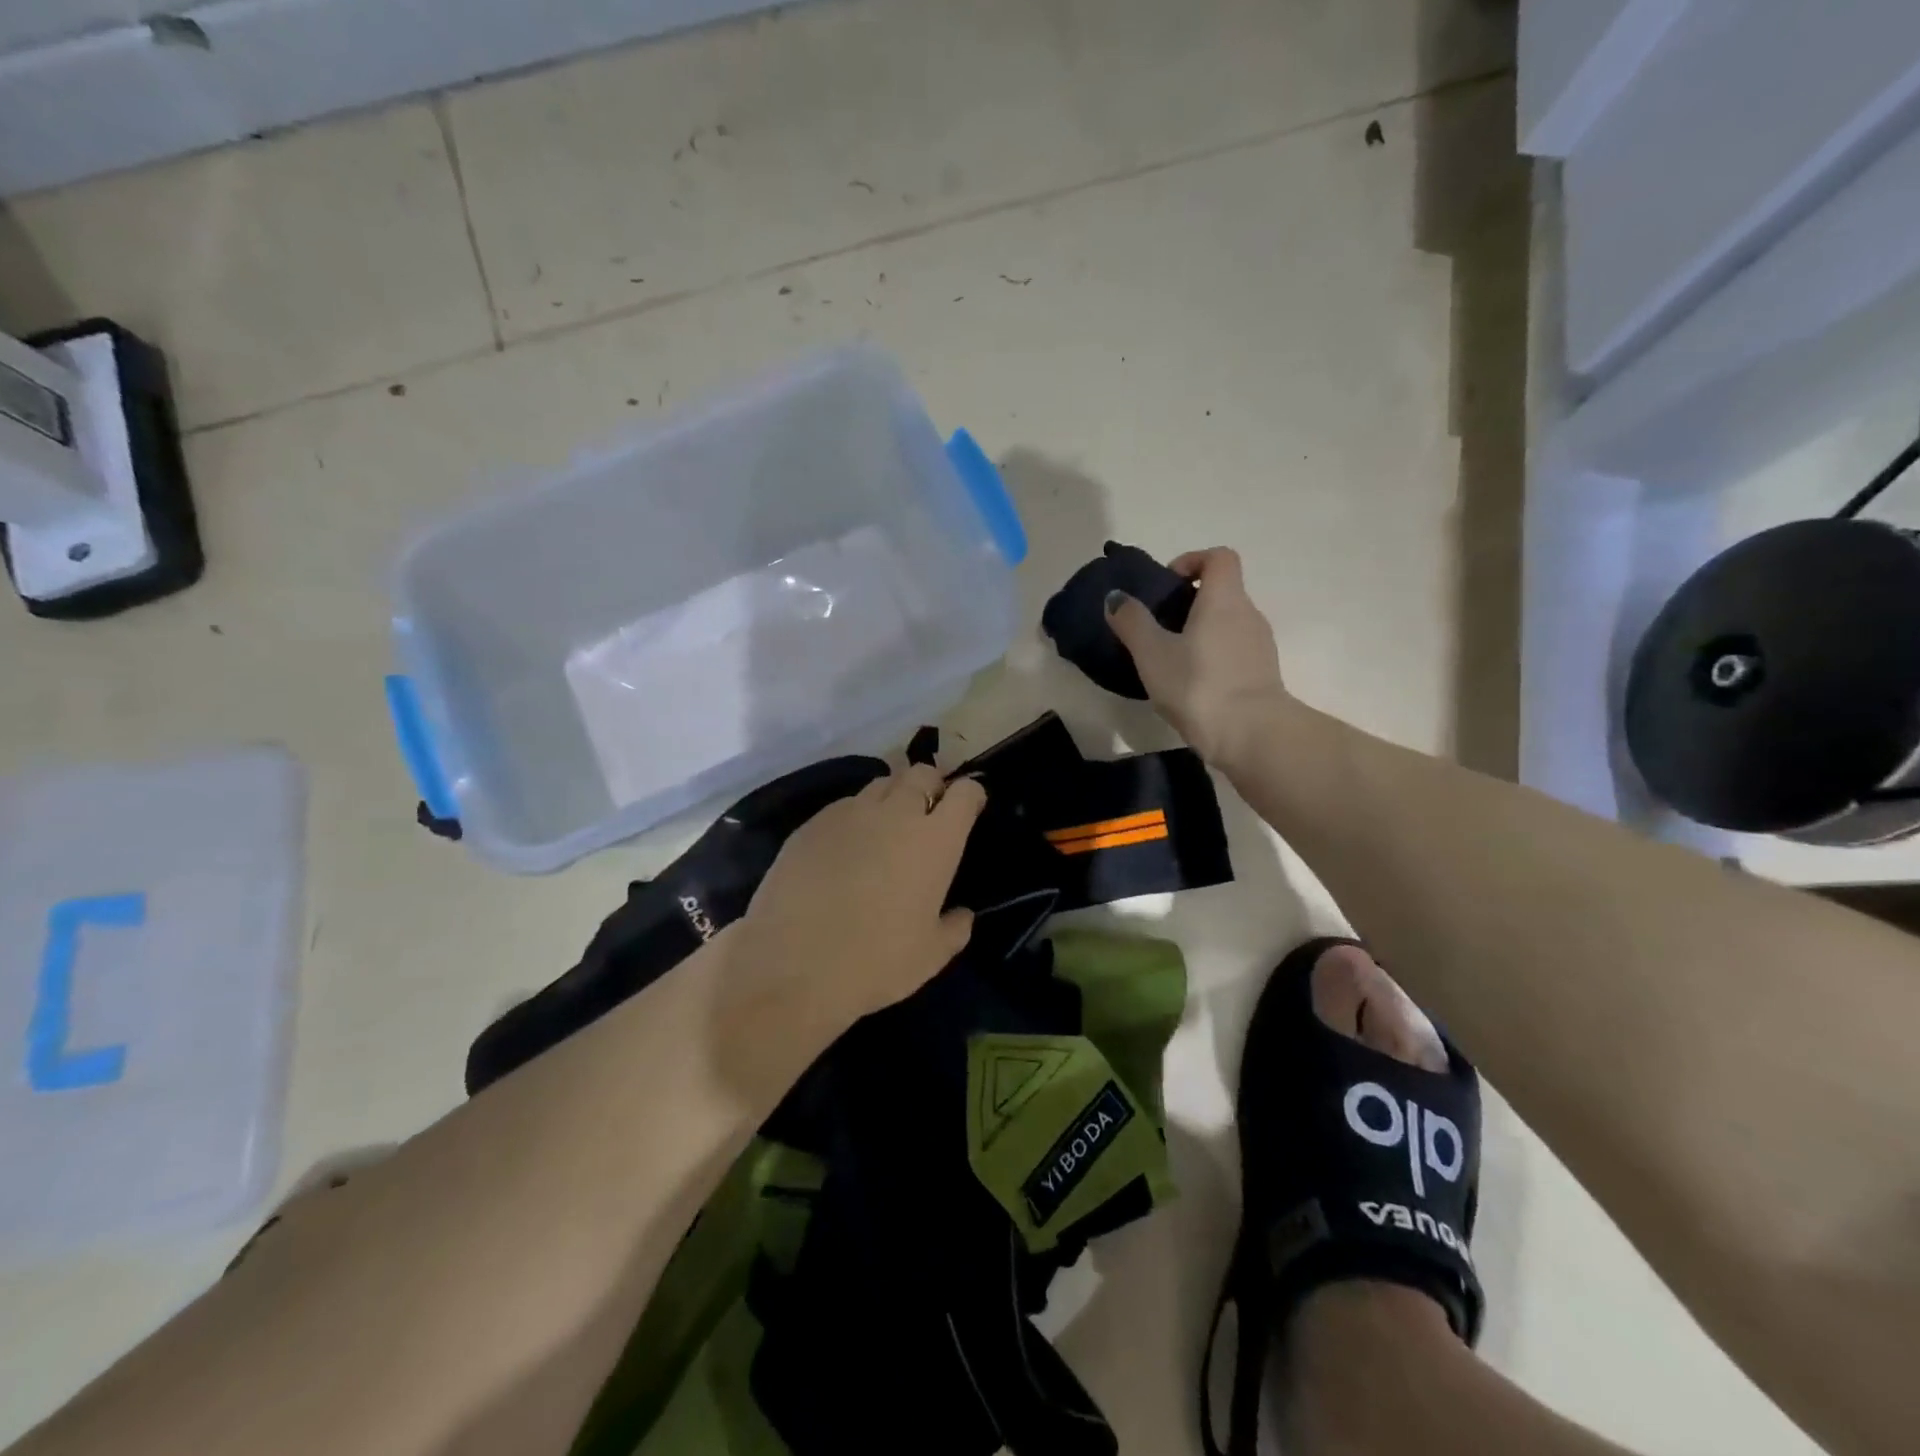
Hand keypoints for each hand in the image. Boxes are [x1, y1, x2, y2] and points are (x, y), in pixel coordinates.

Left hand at [730, 765, 985, 1050]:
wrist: (793, 965)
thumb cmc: (876, 961)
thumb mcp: (931, 956)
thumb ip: (955, 928)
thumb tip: (961, 914)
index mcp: (935, 840)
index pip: (964, 792)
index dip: (970, 795)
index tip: (969, 809)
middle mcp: (896, 813)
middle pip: (922, 773)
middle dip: (931, 785)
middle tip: (928, 814)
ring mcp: (850, 813)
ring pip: (881, 784)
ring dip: (893, 797)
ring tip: (887, 828)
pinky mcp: (813, 823)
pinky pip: (844, 805)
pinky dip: (855, 816)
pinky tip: (846, 847)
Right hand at [1107, 547, 1288, 763]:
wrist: (1252, 735)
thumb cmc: (1198, 685)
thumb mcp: (1152, 653)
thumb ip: (1132, 622)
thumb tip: (1116, 598)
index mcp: (1224, 599)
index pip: (1219, 557)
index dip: (1192, 561)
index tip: (1167, 586)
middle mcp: (1249, 614)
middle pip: (1222, 592)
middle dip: (1189, 603)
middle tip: (1158, 629)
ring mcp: (1260, 646)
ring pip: (1227, 624)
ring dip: (1200, 633)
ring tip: (1170, 661)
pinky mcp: (1262, 675)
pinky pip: (1234, 652)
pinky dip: (1213, 657)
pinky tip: (1191, 685)